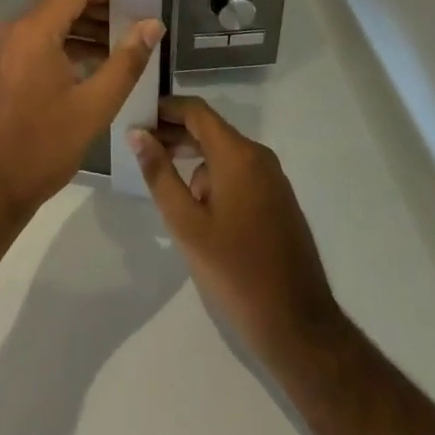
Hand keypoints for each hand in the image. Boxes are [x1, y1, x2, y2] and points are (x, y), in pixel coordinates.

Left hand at [0, 0, 163, 253]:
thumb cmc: (40, 148)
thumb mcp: (93, 107)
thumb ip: (126, 62)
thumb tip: (152, 24)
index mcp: (34, 31)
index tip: (139, 1)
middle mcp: (13, 31)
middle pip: (61, 3)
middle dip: (100, 10)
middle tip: (136, 27)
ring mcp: (1, 51)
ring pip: (48, 24)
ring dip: (82, 30)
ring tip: (120, 49)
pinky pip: (34, 44)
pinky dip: (62, 47)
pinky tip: (89, 69)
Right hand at [129, 98, 342, 364]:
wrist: (298, 325)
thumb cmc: (235, 271)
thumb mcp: (186, 224)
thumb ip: (159, 174)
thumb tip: (137, 133)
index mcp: (238, 155)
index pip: (196, 111)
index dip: (165, 109)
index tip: (136, 117)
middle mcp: (259, 157)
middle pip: (210, 131)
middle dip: (174, 136)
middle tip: (139, 149)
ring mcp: (272, 179)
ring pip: (223, 155)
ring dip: (193, 161)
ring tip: (163, 185)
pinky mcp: (278, 201)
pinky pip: (239, 174)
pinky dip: (213, 178)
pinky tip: (196, 209)